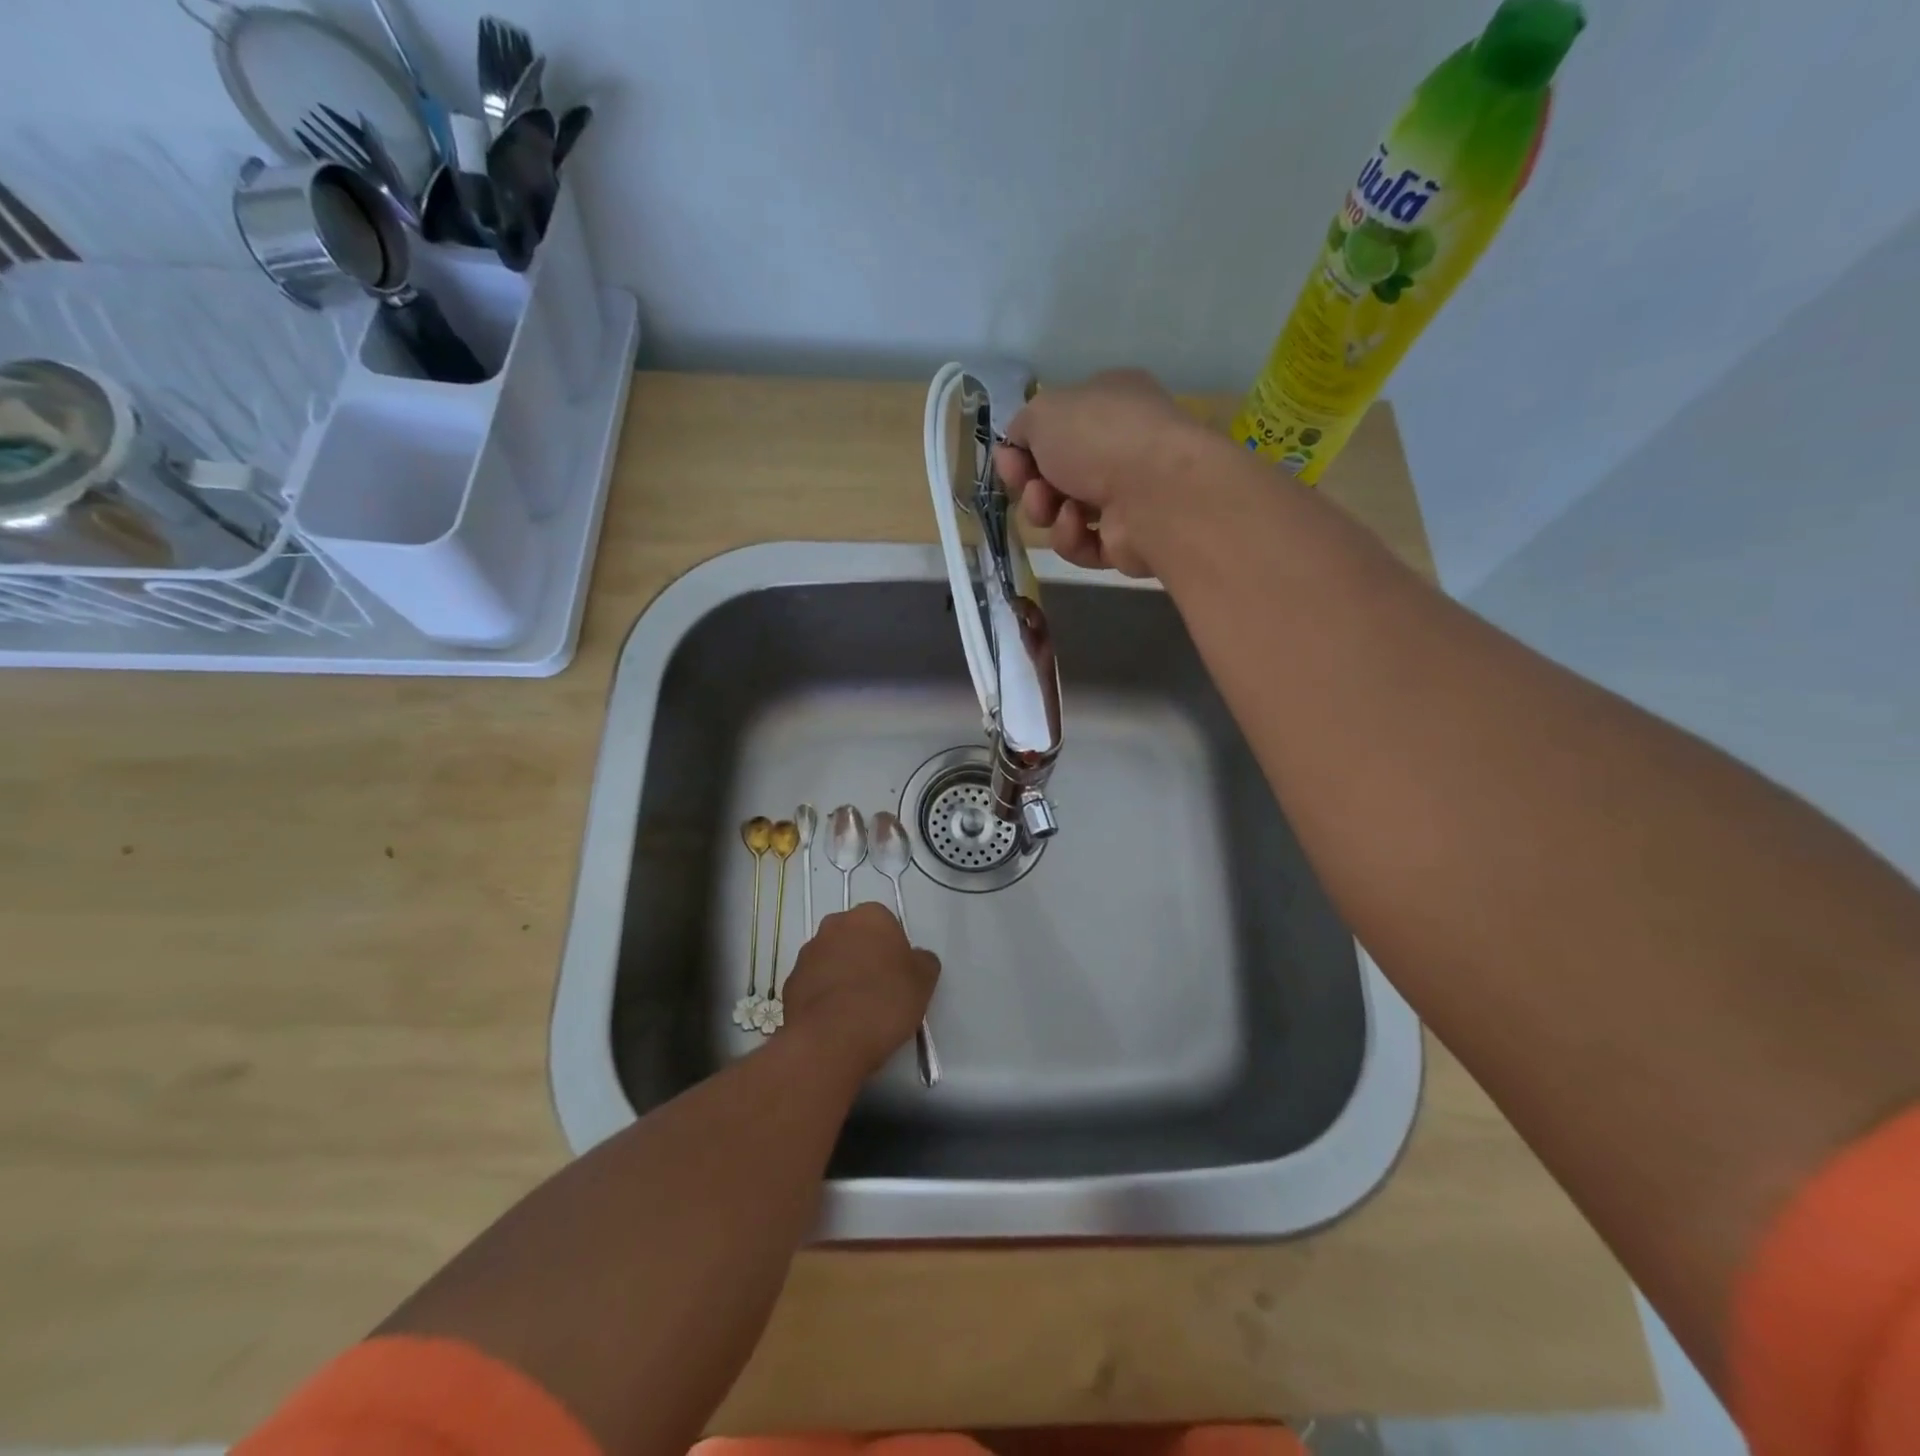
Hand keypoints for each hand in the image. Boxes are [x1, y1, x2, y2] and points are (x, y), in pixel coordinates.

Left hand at [780, 903, 939, 1078]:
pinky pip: (814, 984)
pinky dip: (823, 997)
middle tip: (880, 991)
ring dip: (842, 976)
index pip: (886, 925)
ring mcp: (808, 953)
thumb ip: (923, 961)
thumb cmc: (885, 1000)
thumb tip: (916, 959)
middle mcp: (834, 925)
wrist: (831, 1039)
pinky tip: (835, 1021)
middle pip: (856, 938)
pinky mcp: (789, 982)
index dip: (894, 951)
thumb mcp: (924, 980)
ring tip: (856, 1011)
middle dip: (865, 957)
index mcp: (870, 916)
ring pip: (832, 960)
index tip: (900, 976)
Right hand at [992, 369, 1226, 577]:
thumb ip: (1022, 426)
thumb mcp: (1043, 411)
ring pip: (1063, 511)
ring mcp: (1128, 496)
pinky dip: (1071, 536)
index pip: (1059, 425)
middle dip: (1030, 482)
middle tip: (1025, 484)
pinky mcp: (1127, 540)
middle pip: (1056, 473)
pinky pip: (1082, 543)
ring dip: (1045, 510)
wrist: (1152, 492)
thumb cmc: (1098, 436)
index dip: (1025, 444)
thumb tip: (1018, 447)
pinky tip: (1076, 524)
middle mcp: (1122, 446)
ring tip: (1050, 507)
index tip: (1008, 458)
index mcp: (1110, 402)